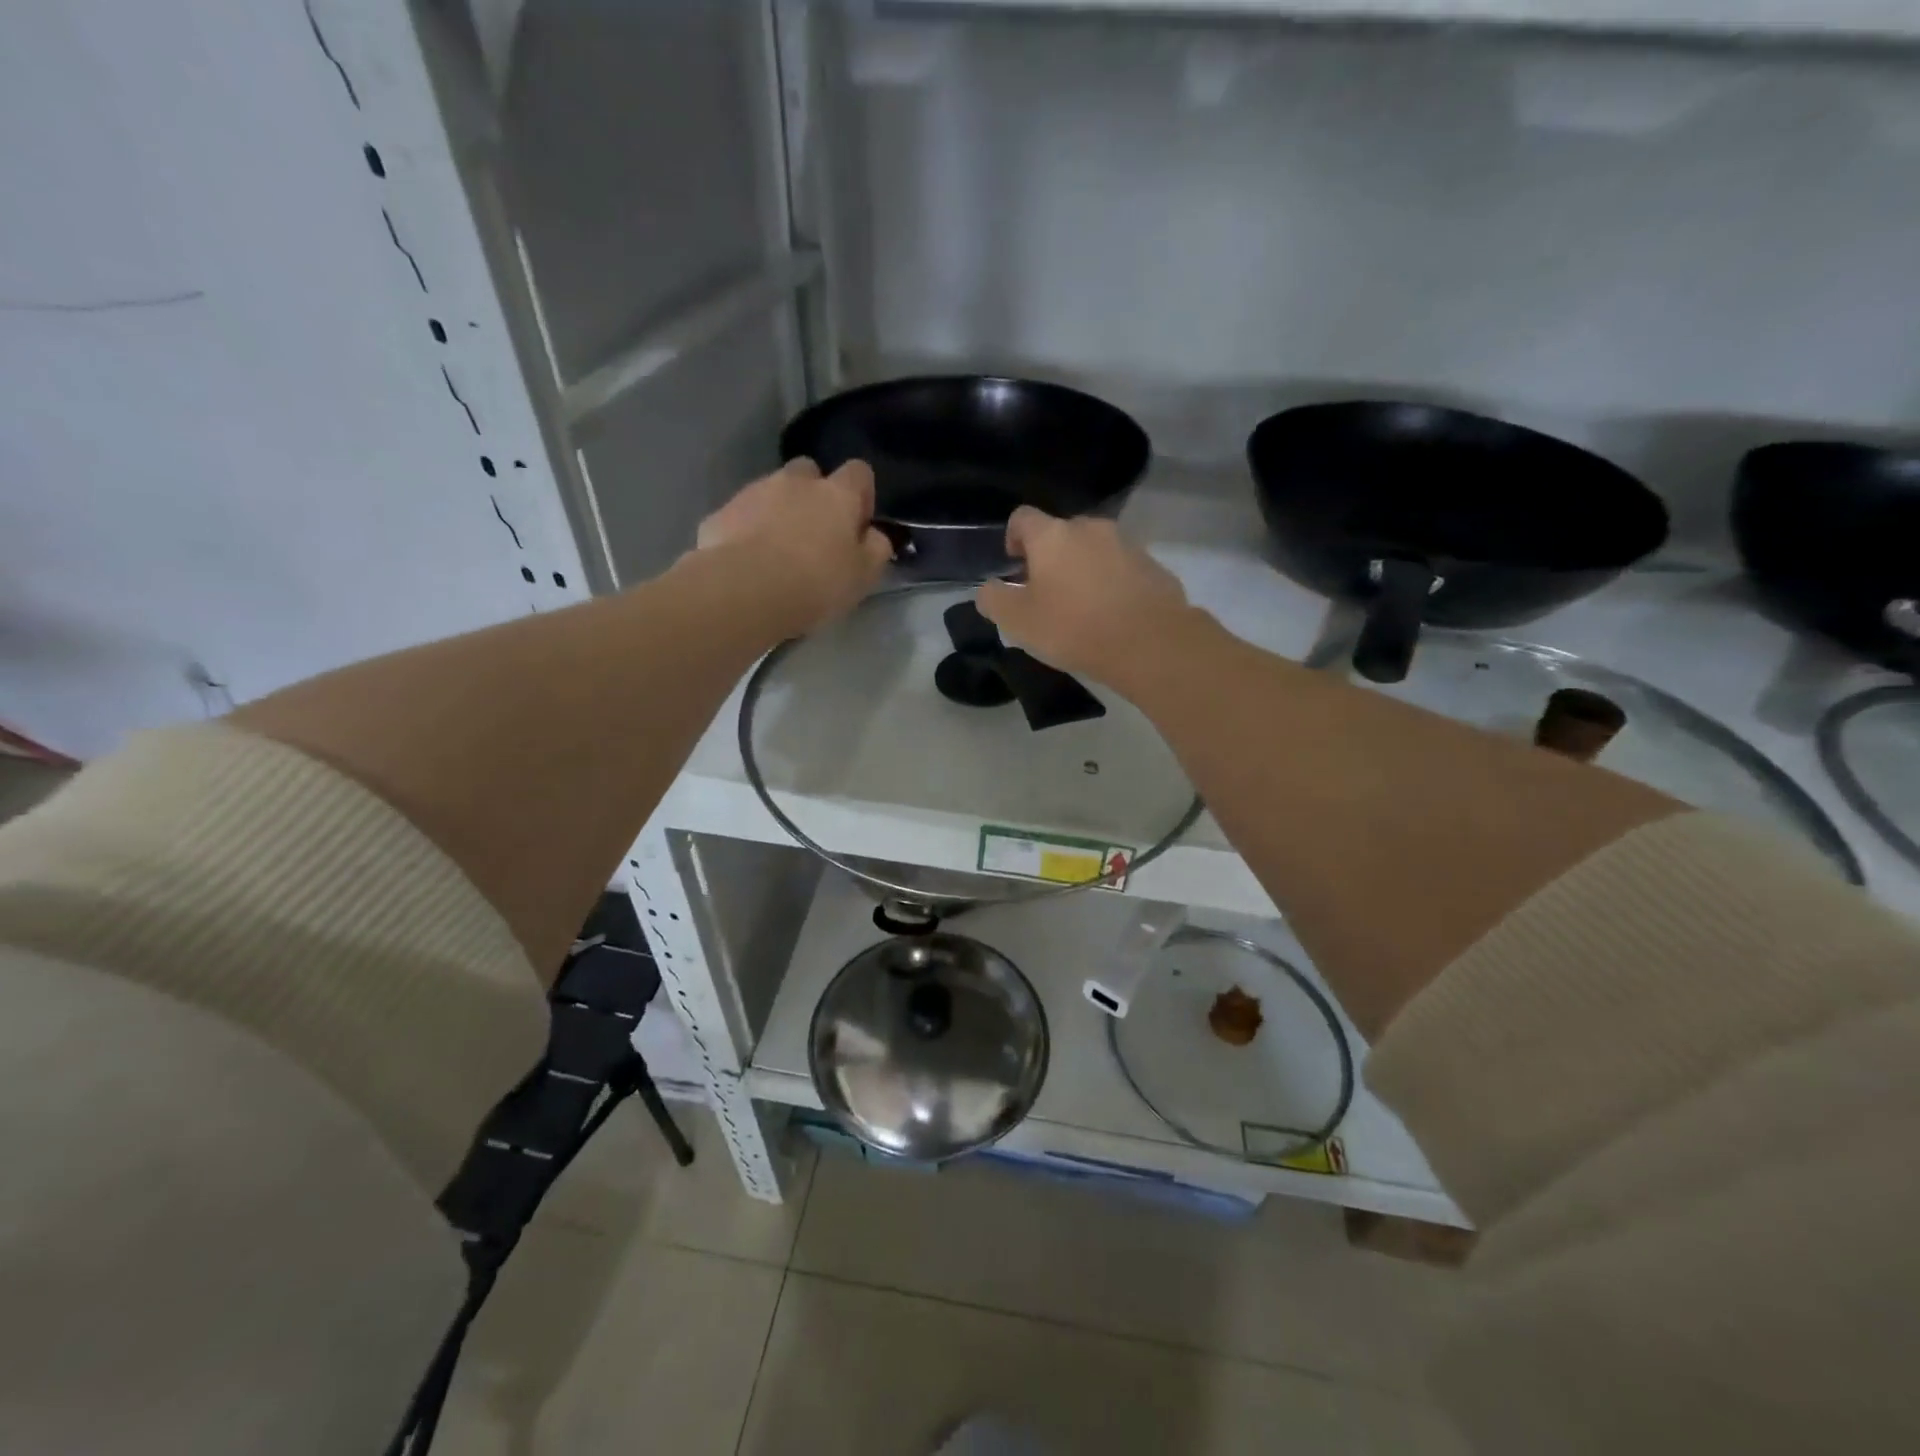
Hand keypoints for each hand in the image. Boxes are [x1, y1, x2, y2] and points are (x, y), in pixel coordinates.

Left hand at [697, 458, 892, 633]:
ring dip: (778, 511)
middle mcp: (796, 482)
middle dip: (813, 494)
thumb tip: (874, 535)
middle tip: (813, 534)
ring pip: (772, 491)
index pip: (859, 472)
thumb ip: (875, 549)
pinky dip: (747, 530)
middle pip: (809, 472)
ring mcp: (754, 492)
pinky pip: (741, 515)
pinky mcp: (721, 513)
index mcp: (837, 494)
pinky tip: (747, 561)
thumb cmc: (815, 583)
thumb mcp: (863, 576)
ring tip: (776, 552)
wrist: (744, 591)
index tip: (857, 524)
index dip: (860, 495)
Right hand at [976, 507, 1191, 686]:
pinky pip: (1122, 568)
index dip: (1013, 538)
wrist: (1150, 643)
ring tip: (1081, 606)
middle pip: (1061, 533)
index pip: (1022, 518)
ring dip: (1082, 569)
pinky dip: (1111, 583)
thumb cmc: (1074, 628)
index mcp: (1052, 536)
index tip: (1014, 566)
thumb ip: (994, 600)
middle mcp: (1090, 528)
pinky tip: (1111, 614)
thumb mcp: (1018, 622)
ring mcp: (1126, 544)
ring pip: (1094, 550)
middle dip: (1050, 557)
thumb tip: (988, 588)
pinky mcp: (1153, 565)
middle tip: (1046, 593)